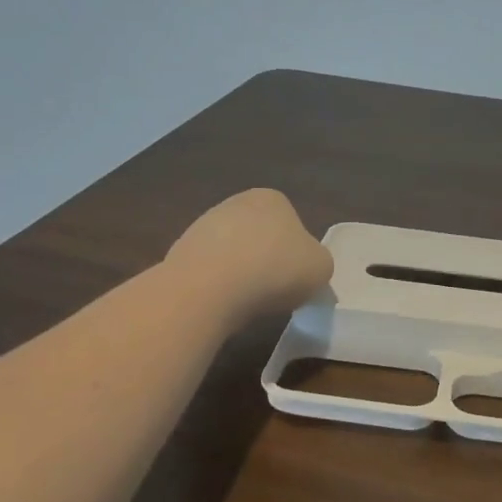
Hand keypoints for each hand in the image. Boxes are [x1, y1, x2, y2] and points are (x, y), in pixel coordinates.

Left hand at [165, 189, 333, 327]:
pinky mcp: (180, 252)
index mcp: (272, 198)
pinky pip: (209, 271)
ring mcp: (203, 226)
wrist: (208, 289)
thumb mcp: (321, 268)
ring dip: (241, 274)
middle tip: (275, 292)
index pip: (292, 224)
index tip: (297, 278)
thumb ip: (319, 263)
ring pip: (233, 253)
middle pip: (261, 237)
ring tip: (247, 302)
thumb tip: (306, 270)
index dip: (297, 254)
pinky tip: (222, 303)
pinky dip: (217, 286)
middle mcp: (236, 203)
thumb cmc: (275, 269)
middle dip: (267, 261)